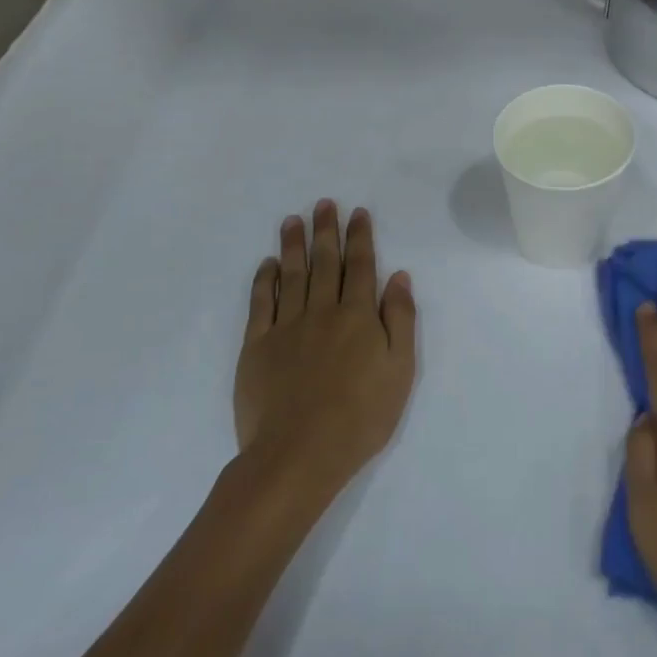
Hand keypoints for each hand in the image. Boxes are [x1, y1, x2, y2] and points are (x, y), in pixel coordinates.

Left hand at [234, 201, 416, 490]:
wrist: (299, 453)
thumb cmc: (361, 416)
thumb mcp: (400, 370)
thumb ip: (400, 319)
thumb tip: (399, 276)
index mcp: (358, 316)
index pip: (361, 266)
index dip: (360, 237)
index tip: (357, 212)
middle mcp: (322, 311)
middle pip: (325, 262)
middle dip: (326, 230)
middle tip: (323, 203)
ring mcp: (286, 327)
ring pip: (292, 275)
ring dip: (294, 245)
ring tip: (293, 220)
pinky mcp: (257, 347)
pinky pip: (261, 304)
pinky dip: (265, 280)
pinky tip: (268, 264)